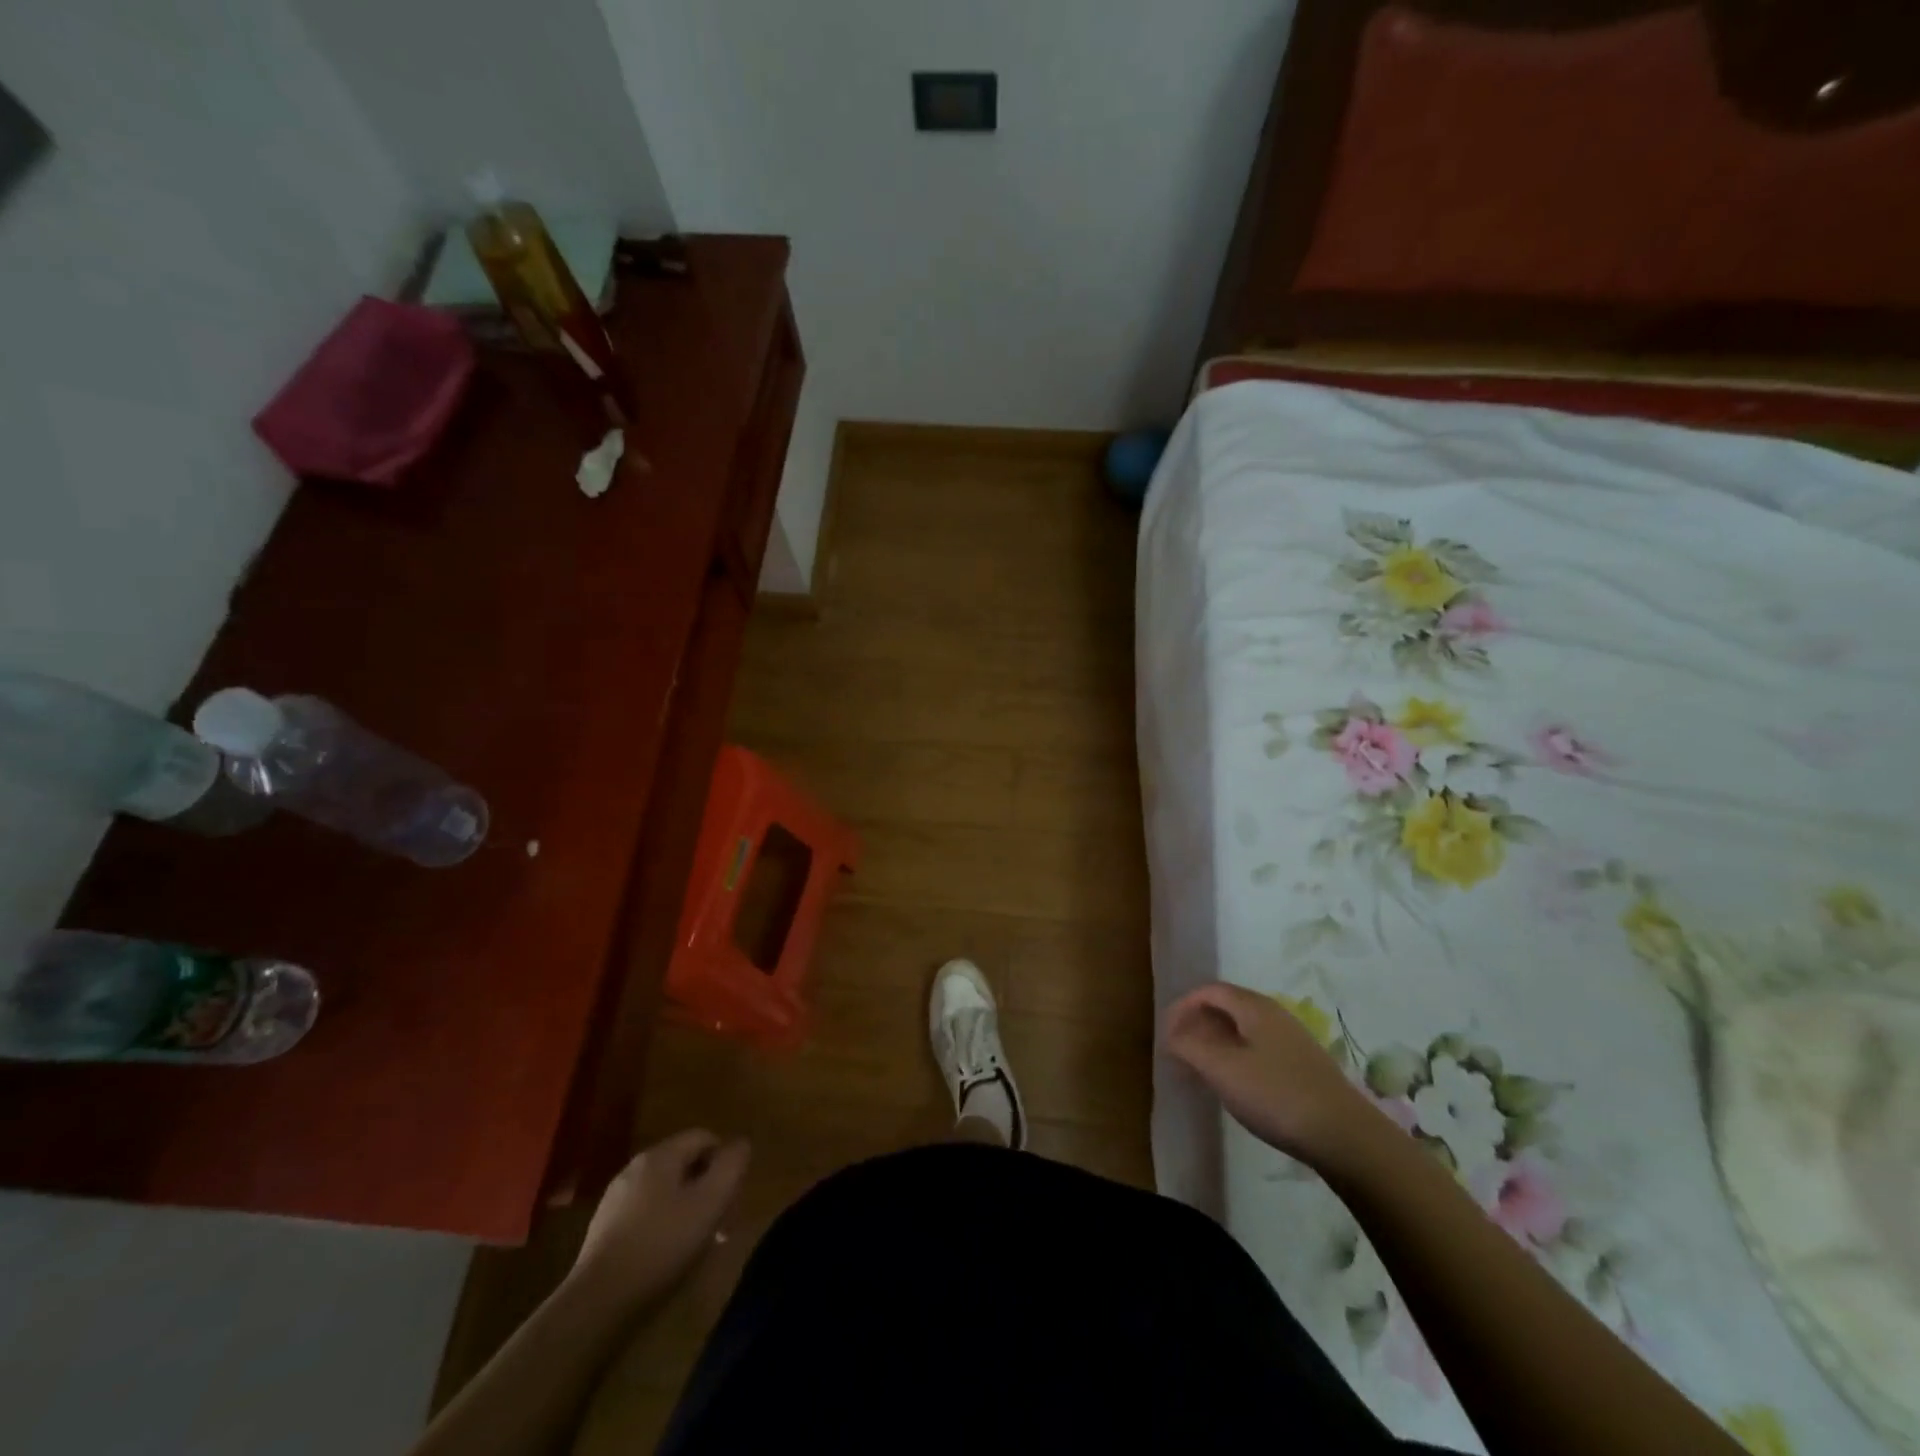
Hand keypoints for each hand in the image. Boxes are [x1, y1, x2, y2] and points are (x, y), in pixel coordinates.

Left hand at [572, 1129, 749, 1307]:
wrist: (596, 1304)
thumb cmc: (661, 1245)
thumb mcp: (710, 1202)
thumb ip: (731, 1165)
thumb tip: (741, 1143)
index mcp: (660, 1154)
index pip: (705, 1137)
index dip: (725, 1161)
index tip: (732, 1196)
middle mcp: (635, 1167)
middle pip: (685, 1164)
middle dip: (708, 1188)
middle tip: (720, 1224)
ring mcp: (616, 1198)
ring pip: (666, 1190)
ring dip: (688, 1209)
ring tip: (697, 1244)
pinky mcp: (604, 1229)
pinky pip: (646, 1214)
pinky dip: (664, 1226)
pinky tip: (667, 1256)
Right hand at [1165, 983, 1382, 1169]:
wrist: (1345, 1136)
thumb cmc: (1276, 1095)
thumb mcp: (1223, 1070)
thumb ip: (1190, 1047)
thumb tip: (1173, 1034)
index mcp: (1254, 1007)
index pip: (1210, 991)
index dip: (1183, 1006)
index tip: (1166, 1032)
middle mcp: (1274, 1015)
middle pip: (1228, 1006)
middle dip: (1199, 1023)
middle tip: (1180, 1049)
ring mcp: (1293, 1040)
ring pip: (1244, 1029)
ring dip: (1217, 1042)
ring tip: (1202, 1068)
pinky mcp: (1304, 1066)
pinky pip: (1259, 1048)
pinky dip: (1237, 1057)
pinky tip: (1236, 1085)